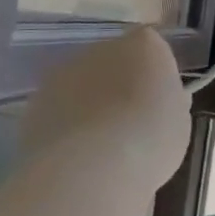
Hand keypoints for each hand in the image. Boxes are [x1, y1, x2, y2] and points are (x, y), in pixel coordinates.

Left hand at [18, 27, 191, 199]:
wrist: (89, 169)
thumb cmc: (150, 139)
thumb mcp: (179, 122)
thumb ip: (168, 102)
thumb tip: (157, 101)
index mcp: (145, 45)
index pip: (153, 49)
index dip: (155, 76)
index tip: (159, 104)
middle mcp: (102, 48)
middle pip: (115, 62)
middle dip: (120, 86)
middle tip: (130, 124)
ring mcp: (64, 72)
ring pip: (83, 84)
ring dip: (90, 104)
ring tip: (100, 146)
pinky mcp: (35, 102)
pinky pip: (59, 108)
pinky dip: (66, 125)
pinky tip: (75, 155)